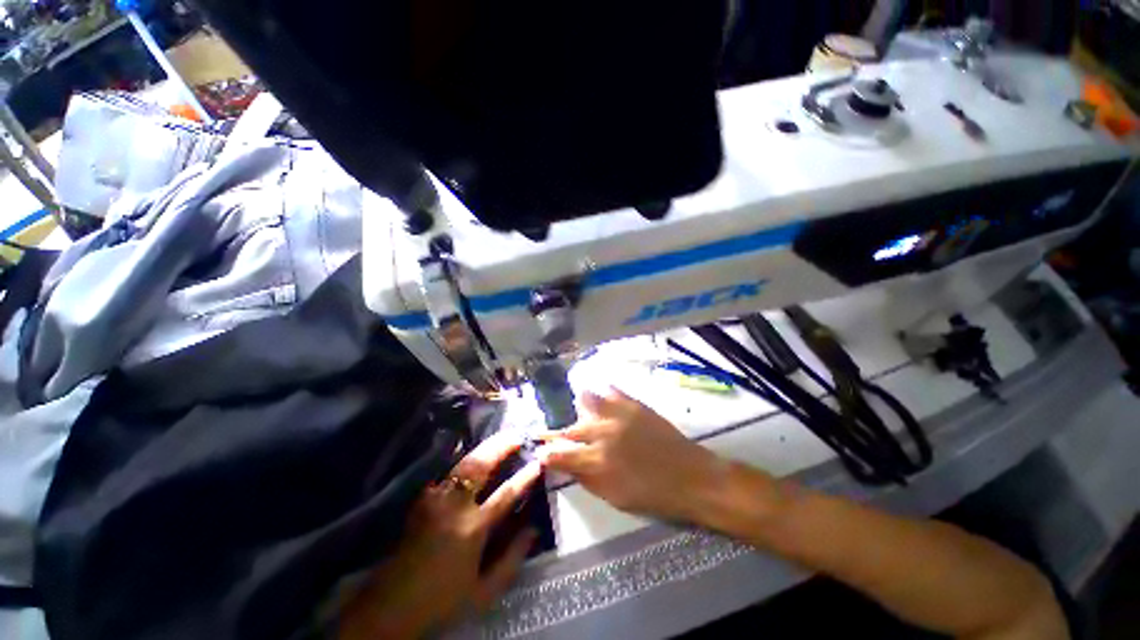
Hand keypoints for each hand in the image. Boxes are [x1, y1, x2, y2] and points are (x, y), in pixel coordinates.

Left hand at [338, 432, 541, 639]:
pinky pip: (447, 471)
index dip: (525, 476)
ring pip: (463, 463)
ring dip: (485, 447)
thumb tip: (534, 529)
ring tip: (501, 437)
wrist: (390, 606)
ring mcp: (435, 499)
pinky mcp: (422, 500)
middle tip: (517, 434)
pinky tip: (474, 452)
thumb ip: (512, 559)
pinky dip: (464, 458)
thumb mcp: (483, 592)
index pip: (506, 494)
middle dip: (501, 446)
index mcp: (472, 529)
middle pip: (480, 466)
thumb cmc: (441, 600)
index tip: (539, 461)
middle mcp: (453, 506)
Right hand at [536, 388, 722, 522]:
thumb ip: (587, 479)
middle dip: (557, 433)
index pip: (560, 455)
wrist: (690, 476)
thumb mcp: (615, 497)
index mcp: (597, 462)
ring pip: (587, 400)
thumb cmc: (652, 495)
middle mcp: (603, 435)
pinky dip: (603, 392)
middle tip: (552, 433)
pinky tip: (601, 394)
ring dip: (579, 406)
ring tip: (577, 408)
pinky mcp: (634, 404)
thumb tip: (565, 466)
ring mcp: (618, 415)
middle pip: (570, 429)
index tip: (539, 451)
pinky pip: (612, 391)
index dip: (546, 453)